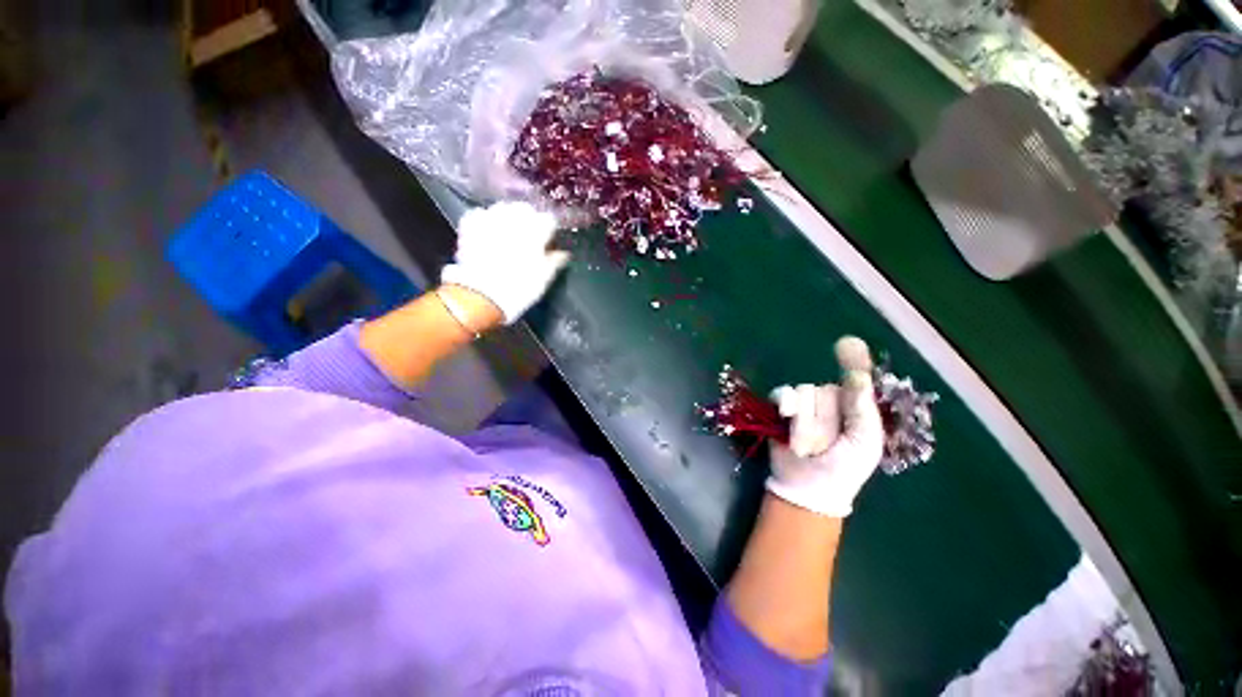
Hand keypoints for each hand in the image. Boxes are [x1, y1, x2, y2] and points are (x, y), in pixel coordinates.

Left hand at [440, 202, 569, 323]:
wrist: (481, 296)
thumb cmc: (520, 288)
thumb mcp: (545, 278)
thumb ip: (555, 261)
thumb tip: (563, 253)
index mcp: (536, 230)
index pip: (549, 220)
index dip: (549, 232)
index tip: (548, 244)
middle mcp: (514, 217)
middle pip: (526, 209)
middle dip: (529, 221)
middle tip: (529, 239)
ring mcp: (490, 218)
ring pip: (503, 208)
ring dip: (508, 219)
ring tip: (507, 235)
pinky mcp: (470, 224)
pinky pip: (481, 214)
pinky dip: (486, 221)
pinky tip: (488, 234)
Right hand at [766, 337, 884, 517]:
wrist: (808, 486)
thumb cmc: (844, 467)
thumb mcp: (865, 440)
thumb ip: (862, 407)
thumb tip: (856, 373)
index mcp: (854, 408)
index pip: (853, 381)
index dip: (852, 362)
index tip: (846, 343)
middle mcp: (829, 402)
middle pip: (825, 389)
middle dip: (824, 417)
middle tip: (826, 443)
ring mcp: (804, 405)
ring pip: (804, 393)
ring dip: (806, 421)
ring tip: (806, 444)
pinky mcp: (781, 408)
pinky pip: (783, 393)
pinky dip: (784, 403)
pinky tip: (786, 415)